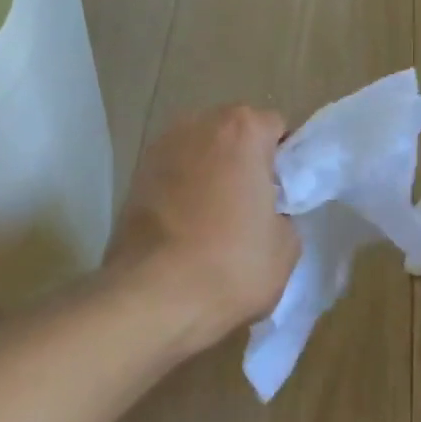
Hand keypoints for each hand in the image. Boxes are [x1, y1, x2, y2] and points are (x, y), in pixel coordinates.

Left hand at [108, 105, 299, 351]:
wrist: (153, 296)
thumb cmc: (231, 265)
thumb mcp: (286, 245)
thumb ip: (285, 211)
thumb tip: (268, 211)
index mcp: (242, 130)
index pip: (276, 127)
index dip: (285, 161)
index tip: (284, 194)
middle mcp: (197, 125)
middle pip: (234, 133)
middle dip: (246, 160)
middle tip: (254, 205)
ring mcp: (159, 148)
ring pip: (201, 151)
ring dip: (212, 172)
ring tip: (217, 218)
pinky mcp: (134, 176)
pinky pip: (174, 173)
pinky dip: (184, 189)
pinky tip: (188, 226)